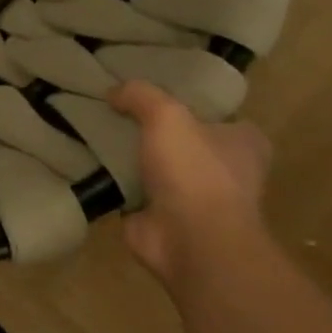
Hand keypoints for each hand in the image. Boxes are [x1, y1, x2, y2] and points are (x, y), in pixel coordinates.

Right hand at [108, 81, 271, 292]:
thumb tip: (114, 91)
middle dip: (154, 130)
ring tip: (94, 130)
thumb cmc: (195, 172)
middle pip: (184, 140)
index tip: (155, 93)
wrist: (191, 241)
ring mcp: (195, 198)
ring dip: (132, 156)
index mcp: (244, 144)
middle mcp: (226, 171)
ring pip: (157, 165)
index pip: (220, 116)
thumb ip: (140, 96)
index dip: (190, 104)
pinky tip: (87, 162)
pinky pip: (133, 190)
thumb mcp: (167, 115)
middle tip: (115, 108)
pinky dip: (113, 181)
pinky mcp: (164, 218)